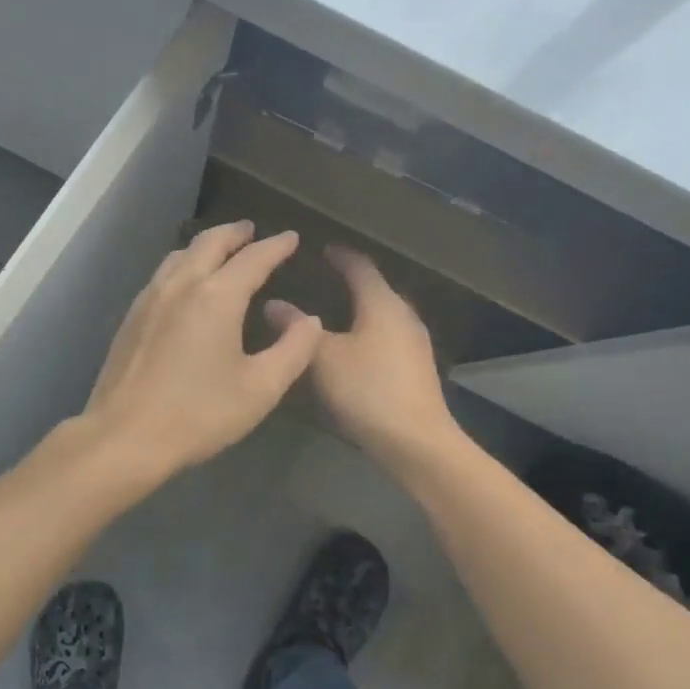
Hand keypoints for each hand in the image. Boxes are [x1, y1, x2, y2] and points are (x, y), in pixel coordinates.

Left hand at [83, 221, 321, 480]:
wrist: (125, 436)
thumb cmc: (199, 414)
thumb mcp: (261, 388)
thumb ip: (294, 349)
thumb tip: (309, 320)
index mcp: (217, 296)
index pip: (253, 258)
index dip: (276, 246)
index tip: (291, 238)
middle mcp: (181, 285)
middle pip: (210, 243)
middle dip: (235, 233)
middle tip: (252, 231)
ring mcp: (150, 298)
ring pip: (181, 255)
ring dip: (206, 245)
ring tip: (221, 250)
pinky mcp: (132, 317)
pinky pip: (163, 274)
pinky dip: (184, 264)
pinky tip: (187, 283)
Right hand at [269, 247, 457, 465]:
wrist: (416, 441)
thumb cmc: (367, 389)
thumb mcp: (323, 357)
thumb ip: (296, 328)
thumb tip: (272, 303)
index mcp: (382, 303)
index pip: (360, 266)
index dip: (340, 255)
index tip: (321, 248)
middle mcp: (404, 315)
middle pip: (375, 288)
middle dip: (349, 281)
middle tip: (320, 279)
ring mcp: (414, 342)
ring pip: (382, 314)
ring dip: (359, 308)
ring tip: (330, 312)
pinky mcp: (416, 367)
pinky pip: (387, 336)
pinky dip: (367, 331)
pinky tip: (350, 347)